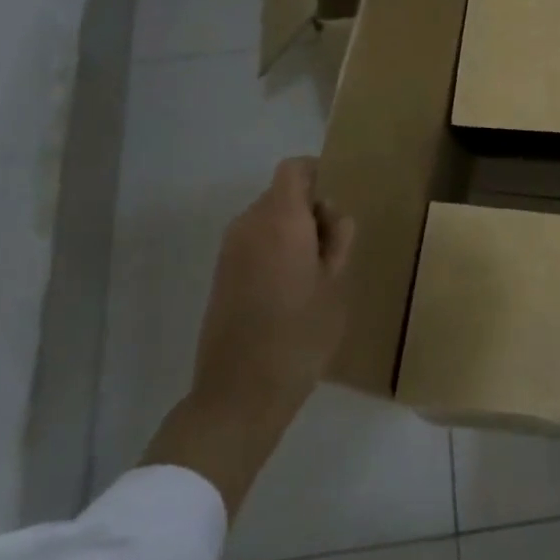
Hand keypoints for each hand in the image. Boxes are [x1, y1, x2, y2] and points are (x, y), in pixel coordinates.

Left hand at [188, 156, 354, 425]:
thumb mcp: (337, 284)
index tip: (338, 206)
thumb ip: (339, 239)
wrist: (241, 391)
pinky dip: (275, 250)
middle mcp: (248, 224)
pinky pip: (254, 243)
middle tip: (335, 250)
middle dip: (310, 209)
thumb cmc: (301, 333)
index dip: (318, 174)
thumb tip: (331, 214)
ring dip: (293, 232)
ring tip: (315, 274)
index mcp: (280, 219)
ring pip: (268, 220)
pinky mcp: (221, 274)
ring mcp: (230, 250)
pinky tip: (291, 289)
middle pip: (281, 194)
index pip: (294, 169)